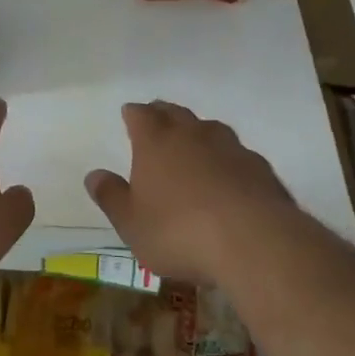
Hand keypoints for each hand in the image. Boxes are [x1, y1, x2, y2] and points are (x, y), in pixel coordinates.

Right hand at [85, 101, 296, 286]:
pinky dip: (228, 159)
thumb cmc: (179, 232)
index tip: (129, 113)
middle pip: (175, 114)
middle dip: (164, 114)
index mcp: (156, 142)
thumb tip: (94, 175)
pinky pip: (237, 154)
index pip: (141, 115)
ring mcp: (231, 148)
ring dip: (198, 133)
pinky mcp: (260, 168)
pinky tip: (229, 175)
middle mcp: (193, 134)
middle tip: (157, 117)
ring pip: (210, 129)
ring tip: (194, 143)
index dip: (133, 114)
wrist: (254, 241)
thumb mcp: (132, 224)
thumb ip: (112, 197)